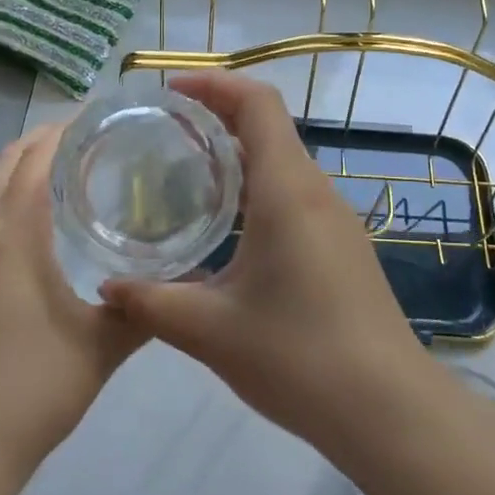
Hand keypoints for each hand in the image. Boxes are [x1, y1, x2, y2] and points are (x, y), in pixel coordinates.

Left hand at [0, 124, 145, 479]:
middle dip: (41, 140)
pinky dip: (4, 194)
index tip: (97, 118)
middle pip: (5, 166)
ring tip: (61, 162)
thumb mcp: (101, 348)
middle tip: (88, 135)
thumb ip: (142, 310)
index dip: (61, 133)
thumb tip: (179, 284)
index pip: (34, 164)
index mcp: (14, 241)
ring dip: (18, 165)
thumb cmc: (32, 390)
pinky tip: (32, 216)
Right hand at [99, 72, 428, 452]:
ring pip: (283, 163)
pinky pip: (294, 196)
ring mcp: (335, 220)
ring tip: (185, 175)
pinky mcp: (343, 248)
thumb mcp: (210, 331)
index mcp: (286, 190)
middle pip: (269, 127)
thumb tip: (107, 288)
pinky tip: (226, 229)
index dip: (214, 84)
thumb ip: (151, 303)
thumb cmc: (298, 357)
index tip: (170, 93)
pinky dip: (256, 189)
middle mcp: (315, 192)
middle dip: (217, 117)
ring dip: (237, 156)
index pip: (258, 103)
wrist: (388, 410)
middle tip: (163, 133)